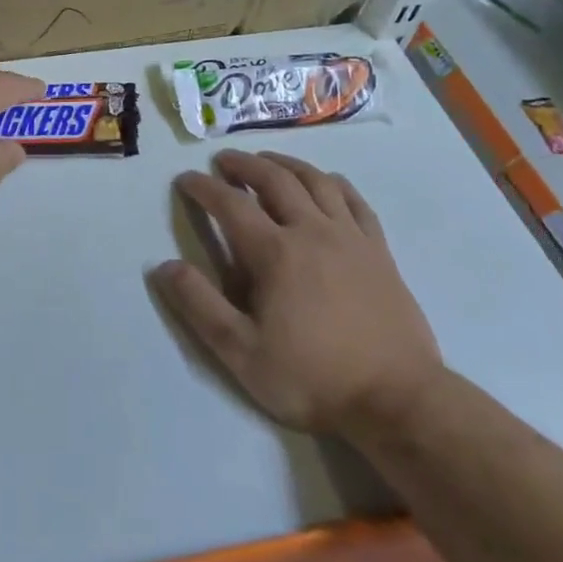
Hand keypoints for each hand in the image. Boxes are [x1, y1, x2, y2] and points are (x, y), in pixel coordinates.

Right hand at [150, 150, 441, 438]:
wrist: (398, 401)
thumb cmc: (312, 378)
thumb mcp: (242, 352)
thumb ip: (200, 306)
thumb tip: (164, 266)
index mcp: (275, 253)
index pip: (230, 204)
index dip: (203, 187)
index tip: (186, 178)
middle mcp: (312, 231)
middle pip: (275, 179)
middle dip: (244, 164)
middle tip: (224, 160)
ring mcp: (351, 238)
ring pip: (316, 181)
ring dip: (287, 163)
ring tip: (268, 160)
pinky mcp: (379, 251)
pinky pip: (355, 201)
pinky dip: (334, 182)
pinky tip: (326, 182)